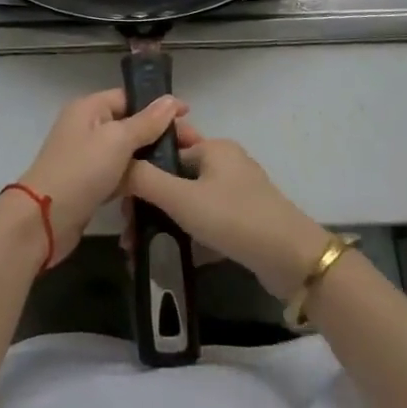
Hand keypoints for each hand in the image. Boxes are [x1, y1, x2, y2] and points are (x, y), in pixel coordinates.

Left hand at [16, 89, 185, 263]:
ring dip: (151, 158)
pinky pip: (120, 175)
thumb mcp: (117, 140)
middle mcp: (88, 127)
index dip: (159, 105)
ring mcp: (88, 157)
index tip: (189, 116)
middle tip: (192, 146)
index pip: (129, 97)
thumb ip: (146, 122)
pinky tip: (161, 187)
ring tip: (183, 167)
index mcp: (89, 108)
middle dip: (160, 134)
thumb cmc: (81, 170)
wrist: (43, 221)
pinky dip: (137, 179)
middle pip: (131, 124)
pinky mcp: (91, 184)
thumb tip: (171, 100)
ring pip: (127, 152)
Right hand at [125, 119, 333, 299]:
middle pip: (175, 176)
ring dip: (163, 222)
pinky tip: (165, 258)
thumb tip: (115, 165)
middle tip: (126, 231)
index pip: (166, 147)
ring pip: (188, 203)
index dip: (140, 168)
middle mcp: (225, 164)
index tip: (118, 195)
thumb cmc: (234, 218)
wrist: (291, 260)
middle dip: (148, 202)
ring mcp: (236, 194)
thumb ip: (145, 180)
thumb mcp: (183, 199)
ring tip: (137, 249)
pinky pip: (205, 223)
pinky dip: (185, 237)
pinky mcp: (243, 222)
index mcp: (213, 147)